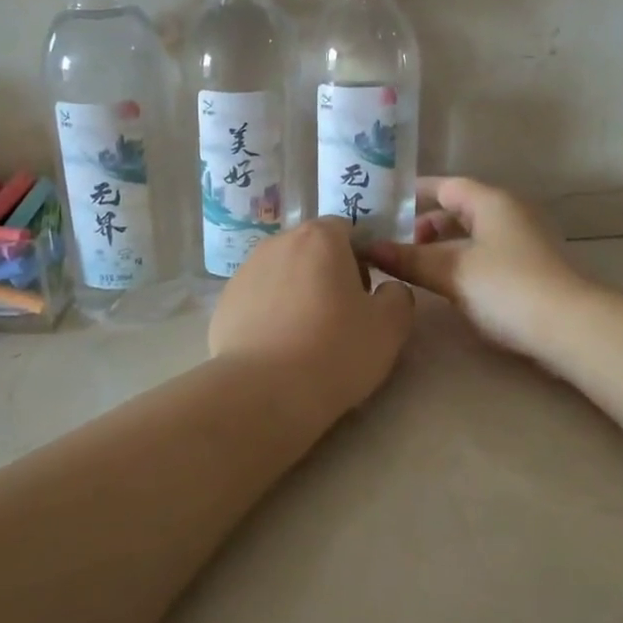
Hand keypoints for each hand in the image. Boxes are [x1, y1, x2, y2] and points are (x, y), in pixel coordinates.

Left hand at [209, 217, 416, 416]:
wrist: (262, 392)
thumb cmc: (334, 351)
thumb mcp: (390, 327)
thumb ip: (398, 296)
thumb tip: (388, 289)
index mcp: (320, 237)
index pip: (346, 230)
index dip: (361, 259)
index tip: (365, 295)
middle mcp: (278, 243)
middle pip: (312, 250)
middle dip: (327, 274)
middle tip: (340, 317)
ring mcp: (245, 271)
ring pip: (283, 274)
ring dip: (298, 293)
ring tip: (306, 337)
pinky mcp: (224, 303)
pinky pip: (258, 300)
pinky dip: (270, 314)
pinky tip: (278, 349)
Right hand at [364, 177, 589, 355]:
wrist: (570, 328)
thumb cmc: (506, 287)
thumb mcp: (451, 271)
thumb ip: (409, 259)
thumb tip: (369, 248)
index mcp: (490, 201)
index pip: (445, 186)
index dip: (413, 194)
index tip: (383, 207)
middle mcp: (508, 213)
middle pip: (458, 210)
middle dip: (424, 226)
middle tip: (394, 246)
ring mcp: (522, 241)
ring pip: (472, 236)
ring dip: (442, 248)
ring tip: (413, 268)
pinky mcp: (529, 269)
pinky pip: (484, 255)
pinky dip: (461, 263)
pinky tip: (445, 285)